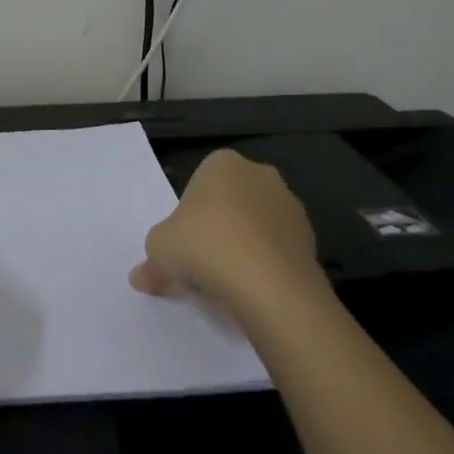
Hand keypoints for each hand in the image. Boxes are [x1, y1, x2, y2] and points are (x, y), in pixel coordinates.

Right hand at [130, 150, 321, 317]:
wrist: (268, 285)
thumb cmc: (203, 248)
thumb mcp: (158, 251)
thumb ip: (151, 261)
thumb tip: (142, 277)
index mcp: (223, 164)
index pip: (199, 183)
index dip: (187, 215)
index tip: (182, 243)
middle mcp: (261, 175)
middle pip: (230, 203)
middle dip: (217, 228)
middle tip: (200, 264)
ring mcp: (290, 206)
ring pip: (255, 227)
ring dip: (243, 247)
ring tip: (225, 283)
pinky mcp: (310, 239)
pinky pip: (276, 250)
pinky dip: (264, 266)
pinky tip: (251, 290)